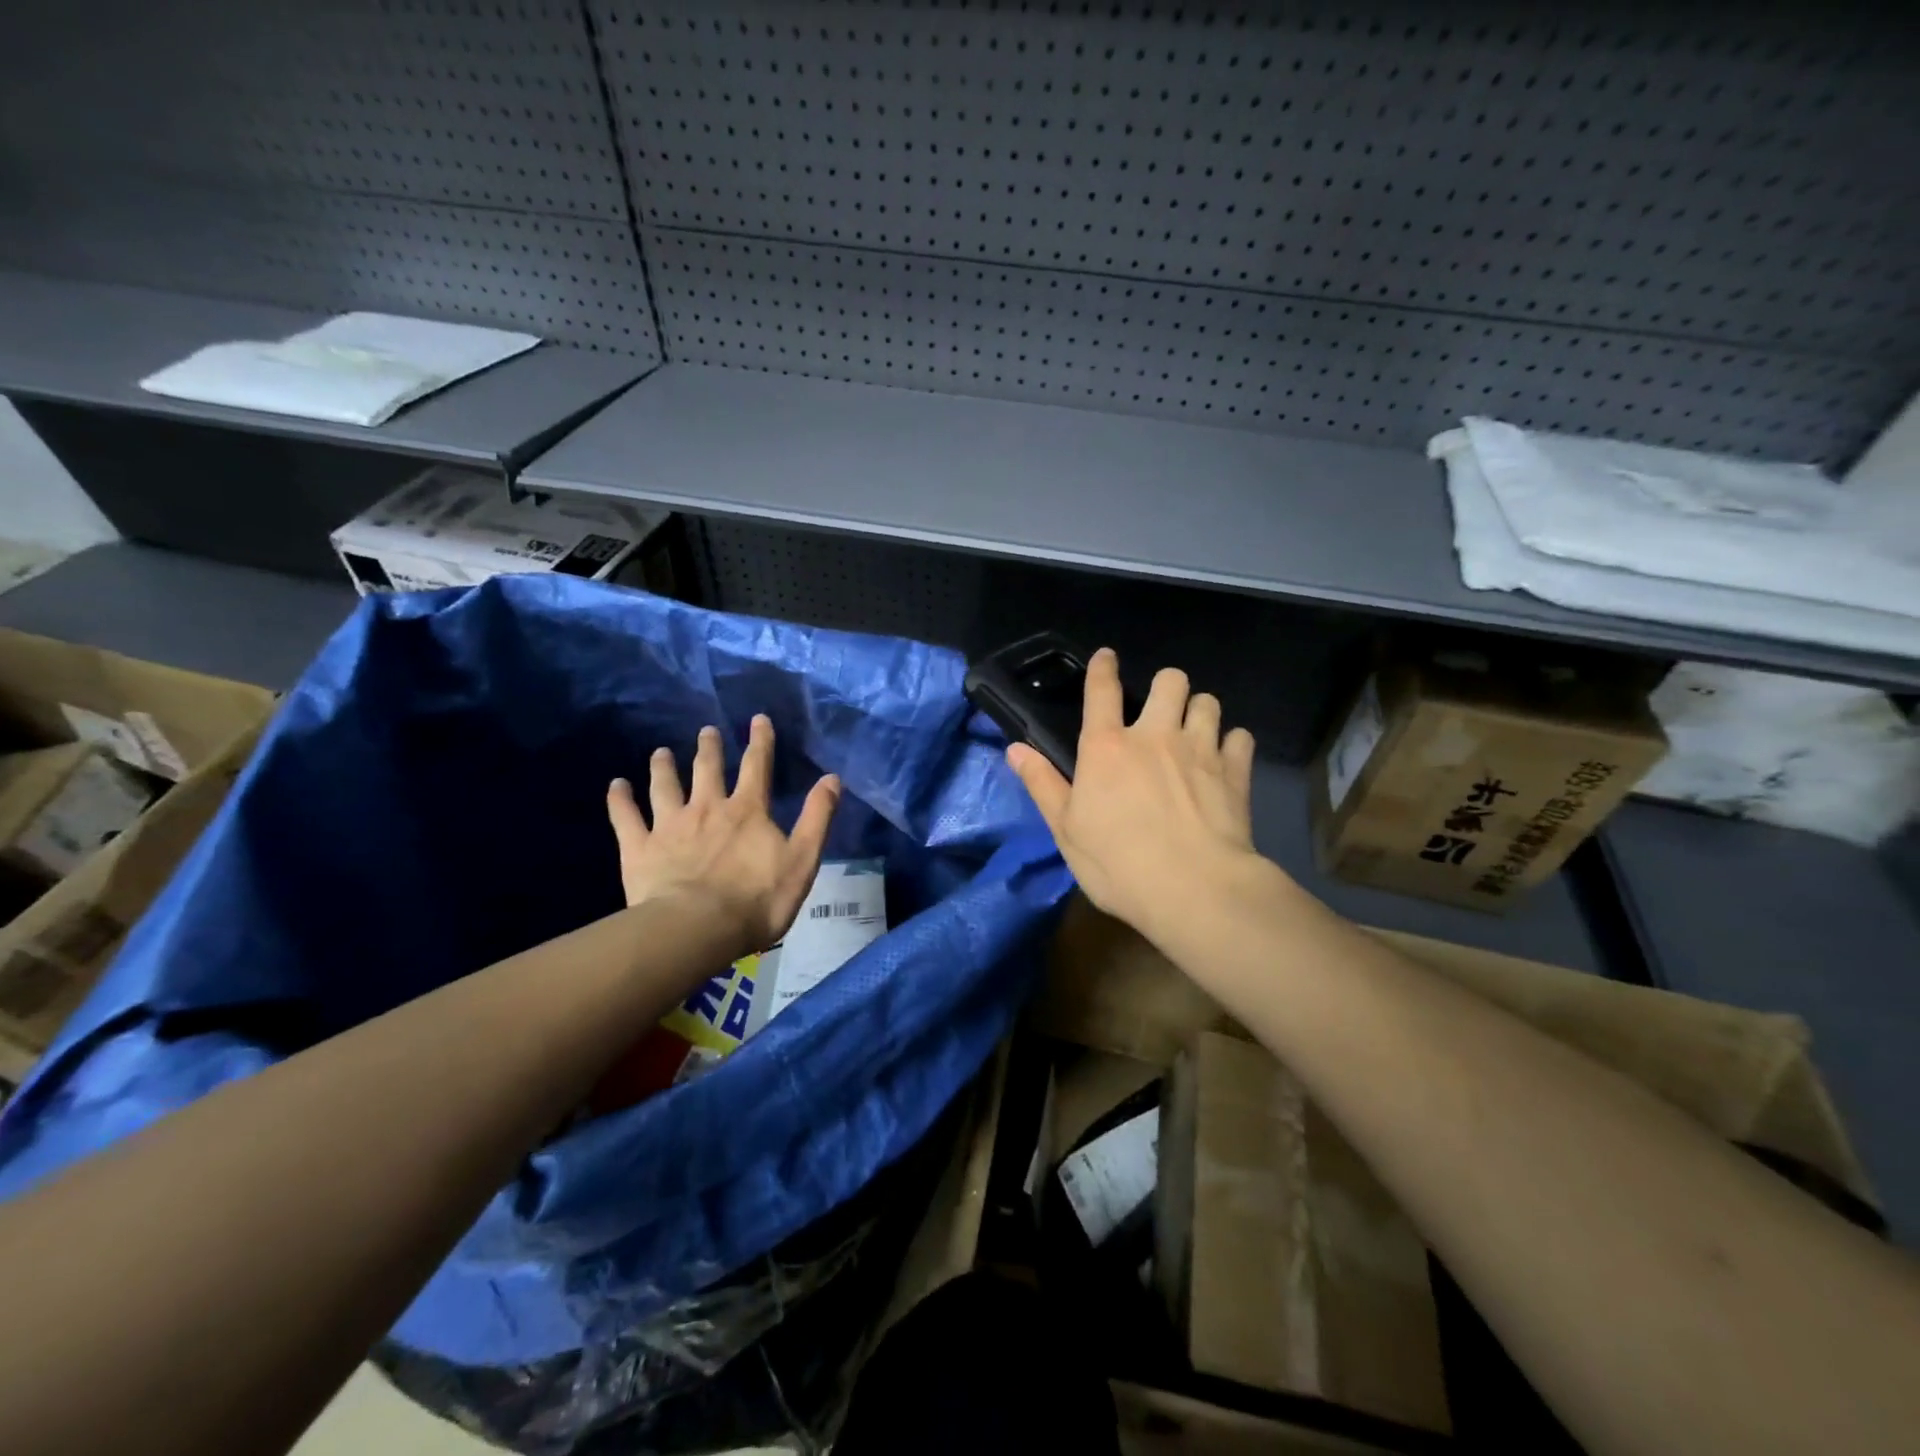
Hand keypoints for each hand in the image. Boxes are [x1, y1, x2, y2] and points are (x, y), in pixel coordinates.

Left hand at [607, 714, 840, 962]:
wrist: (697, 928)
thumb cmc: (757, 899)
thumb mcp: (802, 860)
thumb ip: (817, 817)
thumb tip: (833, 778)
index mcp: (747, 811)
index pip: (757, 766)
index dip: (760, 741)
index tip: (758, 719)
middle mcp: (707, 808)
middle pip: (707, 770)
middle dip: (709, 748)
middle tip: (707, 731)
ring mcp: (670, 826)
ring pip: (665, 787)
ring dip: (663, 767)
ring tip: (660, 752)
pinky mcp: (640, 848)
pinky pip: (626, 817)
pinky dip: (620, 799)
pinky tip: (616, 785)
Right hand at [1007, 648, 1264, 944]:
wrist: (1194, 890)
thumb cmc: (1118, 864)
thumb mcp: (1066, 830)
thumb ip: (1043, 784)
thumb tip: (1015, 748)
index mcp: (1107, 747)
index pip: (1102, 690)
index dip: (1103, 667)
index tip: (1107, 657)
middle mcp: (1155, 735)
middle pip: (1169, 680)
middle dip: (1166, 686)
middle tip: (1162, 710)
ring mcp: (1200, 750)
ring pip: (1208, 702)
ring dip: (1199, 710)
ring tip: (1194, 731)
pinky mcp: (1235, 772)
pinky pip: (1241, 738)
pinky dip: (1232, 744)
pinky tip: (1225, 759)